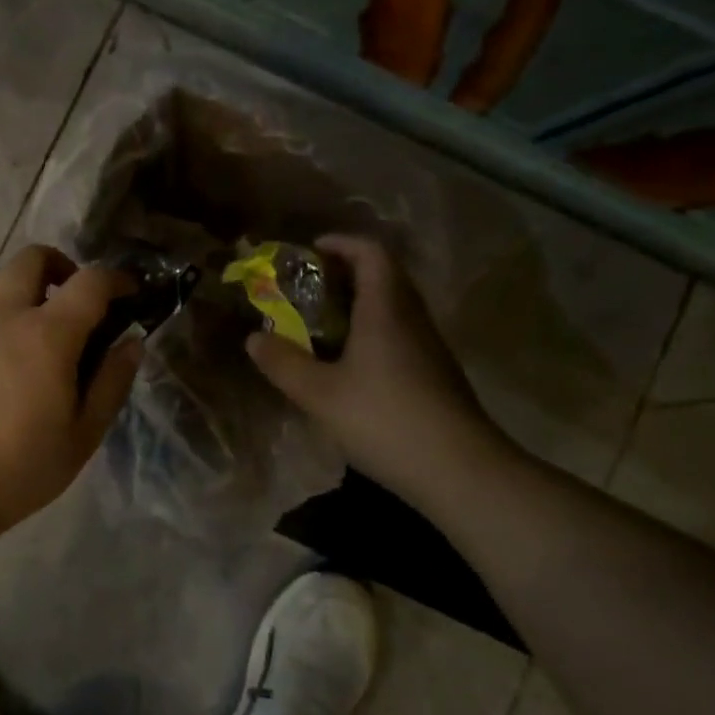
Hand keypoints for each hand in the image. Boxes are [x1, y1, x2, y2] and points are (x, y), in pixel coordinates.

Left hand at [0, 245, 141, 538]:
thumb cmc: (15, 470)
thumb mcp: (81, 437)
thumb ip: (111, 383)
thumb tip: (131, 342)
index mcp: (46, 334)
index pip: (90, 281)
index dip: (116, 278)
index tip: (129, 292)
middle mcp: (1, 315)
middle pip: (32, 258)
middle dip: (62, 265)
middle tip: (75, 301)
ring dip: (24, 289)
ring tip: (36, 332)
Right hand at [244, 235, 511, 498]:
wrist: (461, 471)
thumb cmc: (385, 419)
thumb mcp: (320, 394)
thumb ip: (283, 364)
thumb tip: (253, 339)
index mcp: (385, 309)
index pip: (371, 253)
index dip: (341, 243)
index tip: (310, 251)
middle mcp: (412, 318)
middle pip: (384, 276)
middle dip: (344, 274)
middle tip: (307, 289)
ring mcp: (429, 347)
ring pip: (393, 308)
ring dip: (359, 305)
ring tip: (321, 325)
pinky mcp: (435, 375)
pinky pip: (400, 334)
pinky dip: (372, 333)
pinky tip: (351, 366)